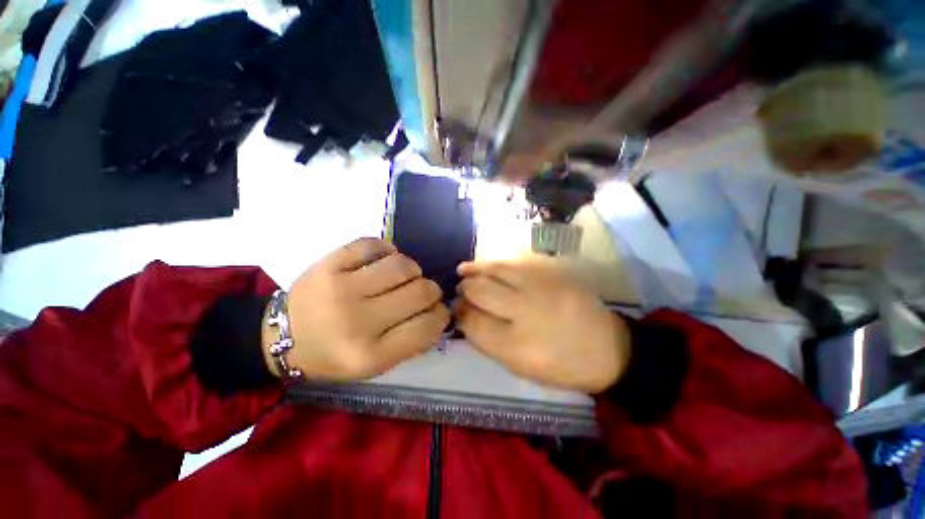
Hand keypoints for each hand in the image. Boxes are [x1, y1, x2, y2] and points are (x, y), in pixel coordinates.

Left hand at [264, 238, 449, 380]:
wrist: (281, 336)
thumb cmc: (333, 355)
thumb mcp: (374, 365)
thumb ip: (411, 342)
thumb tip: (439, 313)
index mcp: (369, 354)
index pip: (428, 326)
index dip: (441, 315)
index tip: (437, 311)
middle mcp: (357, 320)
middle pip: (421, 291)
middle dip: (431, 291)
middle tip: (421, 293)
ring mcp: (341, 287)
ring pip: (403, 265)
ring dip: (412, 270)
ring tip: (402, 277)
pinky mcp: (329, 262)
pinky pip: (375, 245)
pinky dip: (387, 250)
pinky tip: (383, 261)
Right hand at [455, 261, 630, 393]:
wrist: (608, 348)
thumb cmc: (562, 366)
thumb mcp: (520, 367)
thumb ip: (489, 343)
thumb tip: (466, 318)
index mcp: (516, 346)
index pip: (473, 323)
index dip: (459, 314)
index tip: (456, 310)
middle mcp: (524, 312)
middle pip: (480, 292)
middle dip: (464, 290)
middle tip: (460, 291)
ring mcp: (539, 287)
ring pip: (495, 271)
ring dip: (474, 270)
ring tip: (463, 271)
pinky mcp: (551, 273)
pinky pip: (515, 263)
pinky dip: (495, 263)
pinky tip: (487, 265)